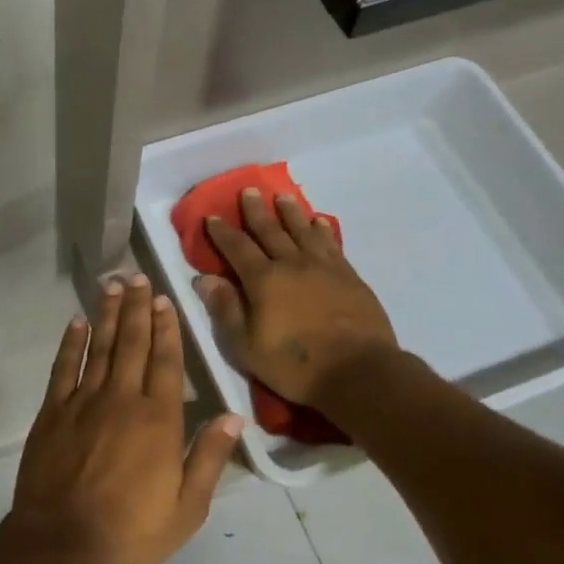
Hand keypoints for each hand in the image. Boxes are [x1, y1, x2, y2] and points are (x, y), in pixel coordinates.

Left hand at [7, 276, 242, 563]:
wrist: (62, 545)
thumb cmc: (131, 532)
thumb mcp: (187, 508)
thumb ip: (210, 458)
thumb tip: (234, 416)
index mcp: (158, 420)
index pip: (166, 361)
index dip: (166, 328)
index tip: (164, 299)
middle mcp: (122, 399)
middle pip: (132, 343)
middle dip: (136, 308)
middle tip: (137, 276)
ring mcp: (83, 402)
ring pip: (99, 348)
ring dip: (107, 314)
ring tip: (112, 285)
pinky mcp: (52, 412)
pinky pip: (63, 368)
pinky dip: (71, 343)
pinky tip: (76, 322)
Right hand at [194, 188, 401, 412]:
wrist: (358, 372)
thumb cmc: (294, 364)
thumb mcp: (246, 346)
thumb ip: (225, 310)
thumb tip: (204, 279)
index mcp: (263, 280)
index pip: (237, 248)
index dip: (223, 232)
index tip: (212, 217)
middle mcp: (292, 264)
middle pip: (271, 231)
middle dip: (256, 211)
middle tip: (249, 191)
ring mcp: (324, 268)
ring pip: (303, 231)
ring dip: (291, 213)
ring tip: (283, 197)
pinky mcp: (349, 277)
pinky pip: (331, 244)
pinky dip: (322, 230)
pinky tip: (319, 222)